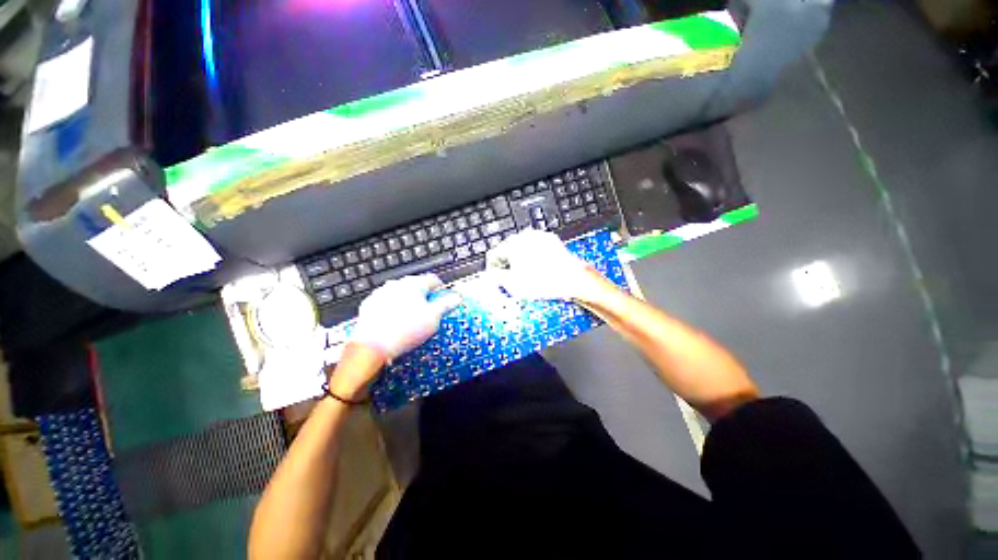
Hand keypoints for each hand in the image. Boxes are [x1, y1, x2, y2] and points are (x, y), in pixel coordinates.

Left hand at [350, 274, 461, 359]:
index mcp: (415, 285)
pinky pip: (385, 302)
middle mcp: (397, 284)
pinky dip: (392, 308)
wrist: (374, 344)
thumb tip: (456, 298)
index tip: (442, 295)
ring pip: (399, 293)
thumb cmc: (405, 330)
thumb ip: (446, 304)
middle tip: (428, 309)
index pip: (433, 279)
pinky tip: (394, 320)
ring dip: (407, 300)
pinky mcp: (370, 304)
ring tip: (410, 317)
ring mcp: (382, 293)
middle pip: (415, 285)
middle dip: (423, 295)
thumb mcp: (433, 318)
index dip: (440, 288)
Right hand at [486, 230, 609, 302]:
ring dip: (520, 260)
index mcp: (512, 245)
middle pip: (508, 250)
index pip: (494, 254)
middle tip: (510, 278)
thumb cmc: (544, 282)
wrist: (572, 279)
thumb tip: (491, 275)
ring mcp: (539, 237)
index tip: (494, 277)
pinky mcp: (550, 240)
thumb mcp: (513, 285)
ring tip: (526, 275)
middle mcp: (525, 236)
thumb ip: (496, 278)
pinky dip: (533, 256)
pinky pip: (536, 247)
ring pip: (522, 248)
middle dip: (507, 264)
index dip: (492, 268)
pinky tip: (538, 269)